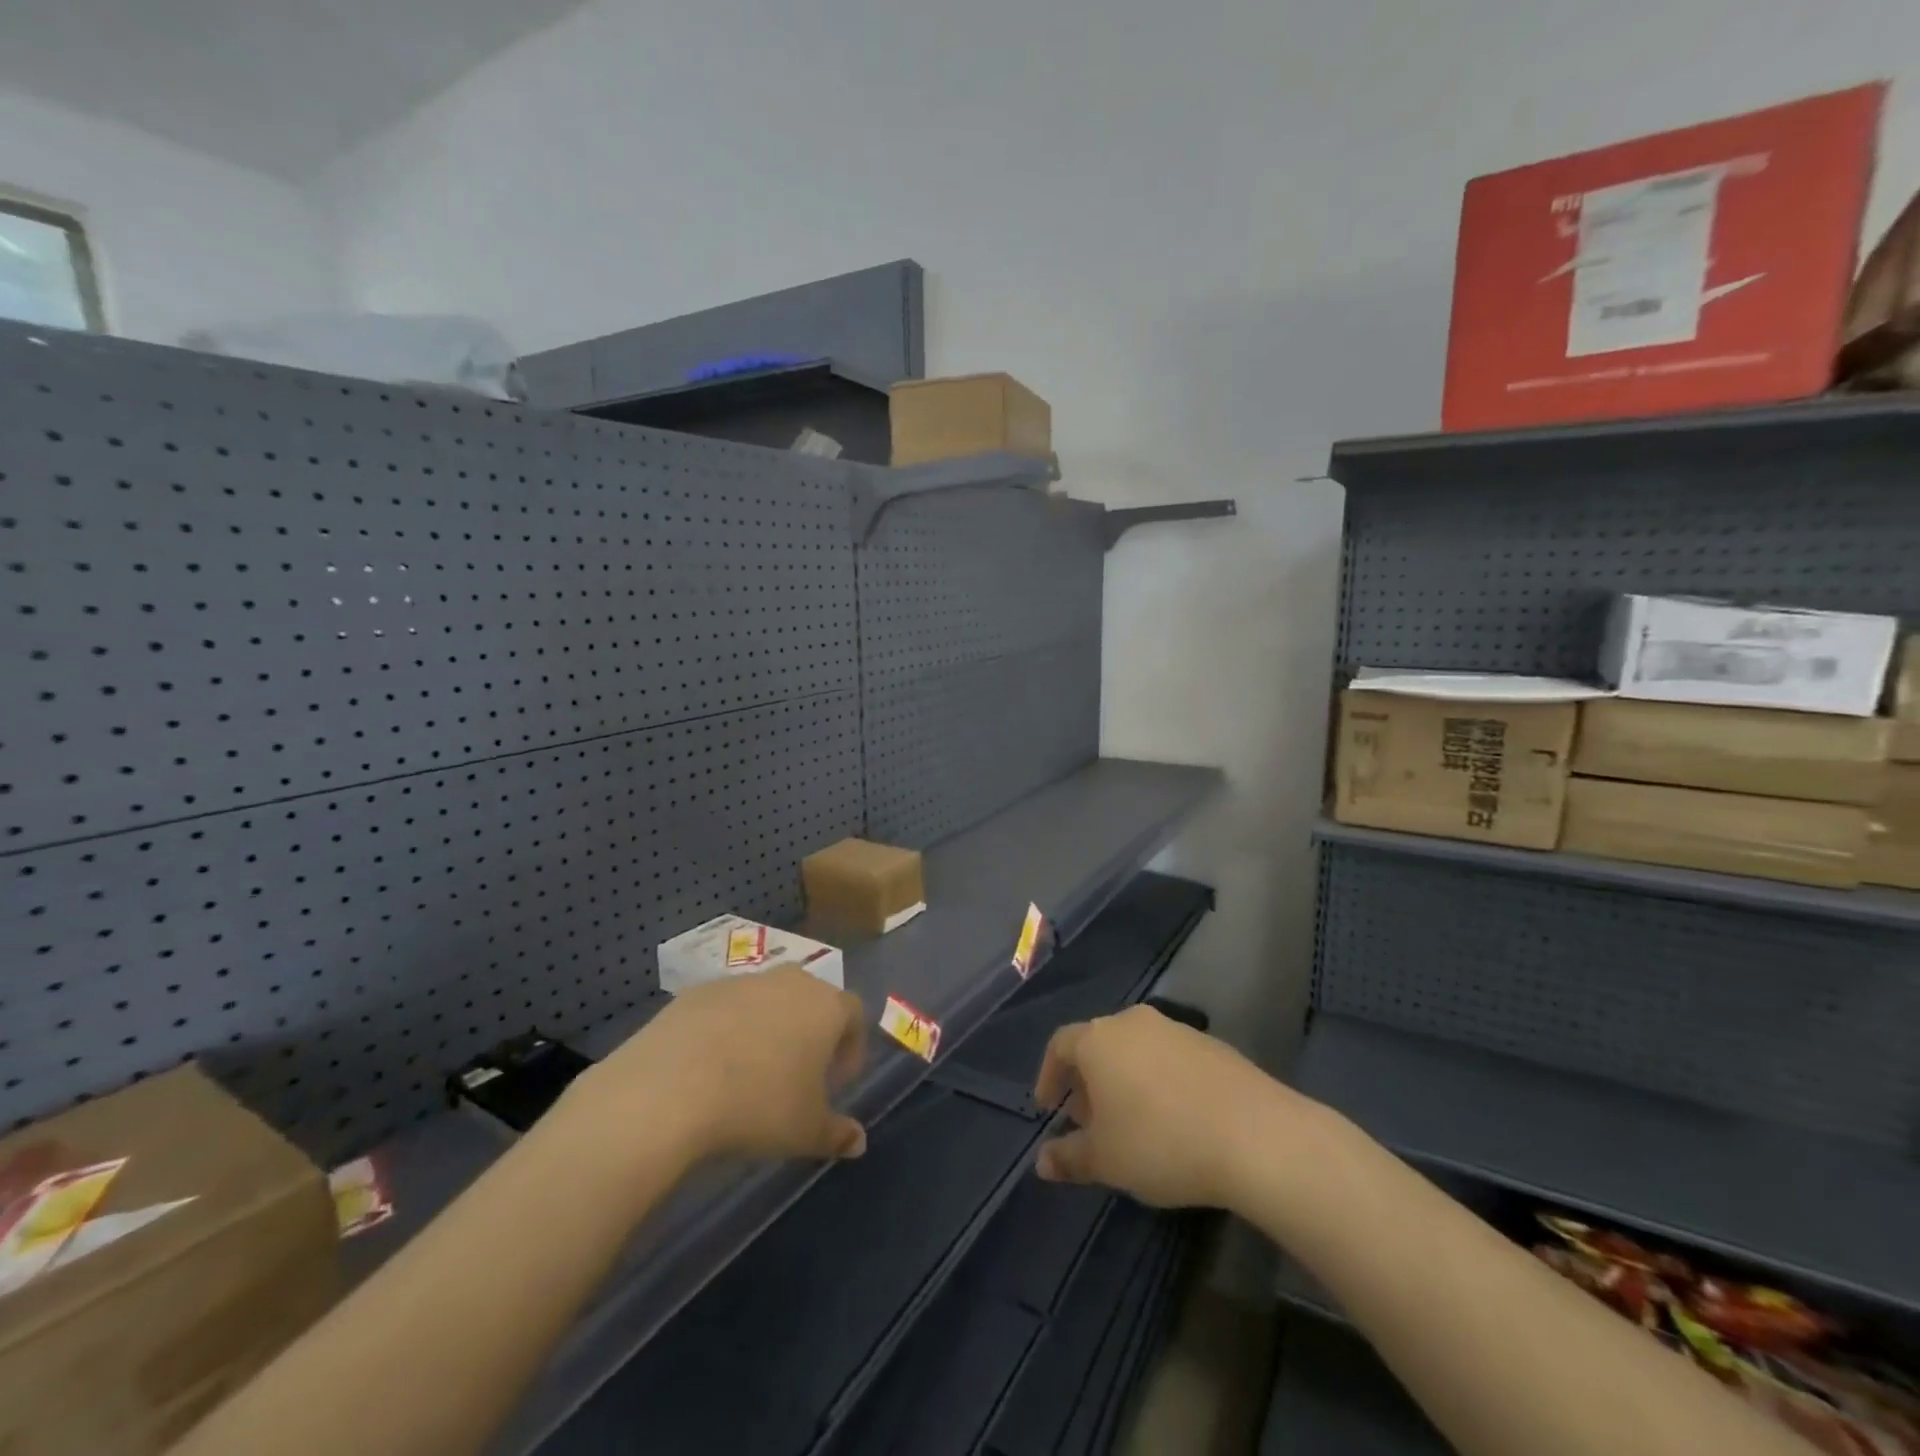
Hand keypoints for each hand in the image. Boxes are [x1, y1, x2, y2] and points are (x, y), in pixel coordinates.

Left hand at [570, 967, 869, 1166]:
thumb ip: (837, 1134)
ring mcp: (743, 981)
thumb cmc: (757, 1107)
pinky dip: (727, 1029)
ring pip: (768, 999)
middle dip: (811, 1032)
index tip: (836, 1083)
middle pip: (811, 999)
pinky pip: (727, 1007)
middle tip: (798, 1075)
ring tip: (751, 1073)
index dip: (851, 1048)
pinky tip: (710, 1067)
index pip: (854, 1014)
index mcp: (825, 1006)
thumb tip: (858, 1142)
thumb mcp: (806, 1132)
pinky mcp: (701, 990)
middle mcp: (790, 982)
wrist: (670, 1088)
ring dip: (768, 1028)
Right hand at [1033, 1004, 1299, 1208]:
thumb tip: (1042, 1162)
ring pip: (1135, 1049)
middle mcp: (1133, 1022)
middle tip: (1089, 1121)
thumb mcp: (1106, 1160)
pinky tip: (1174, 1118)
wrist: (1255, 1134)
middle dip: (1087, 1081)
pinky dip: (1159, 1081)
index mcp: (1098, 1040)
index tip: (1048, 1108)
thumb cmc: (1161, 1142)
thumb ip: (1069, 1157)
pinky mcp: (1211, 1044)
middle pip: (1098, 1044)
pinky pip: (1169, 1058)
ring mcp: (1175, 1029)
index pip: (1060, 1045)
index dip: (1048, 1075)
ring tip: (1131, 1122)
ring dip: (1124, 1080)